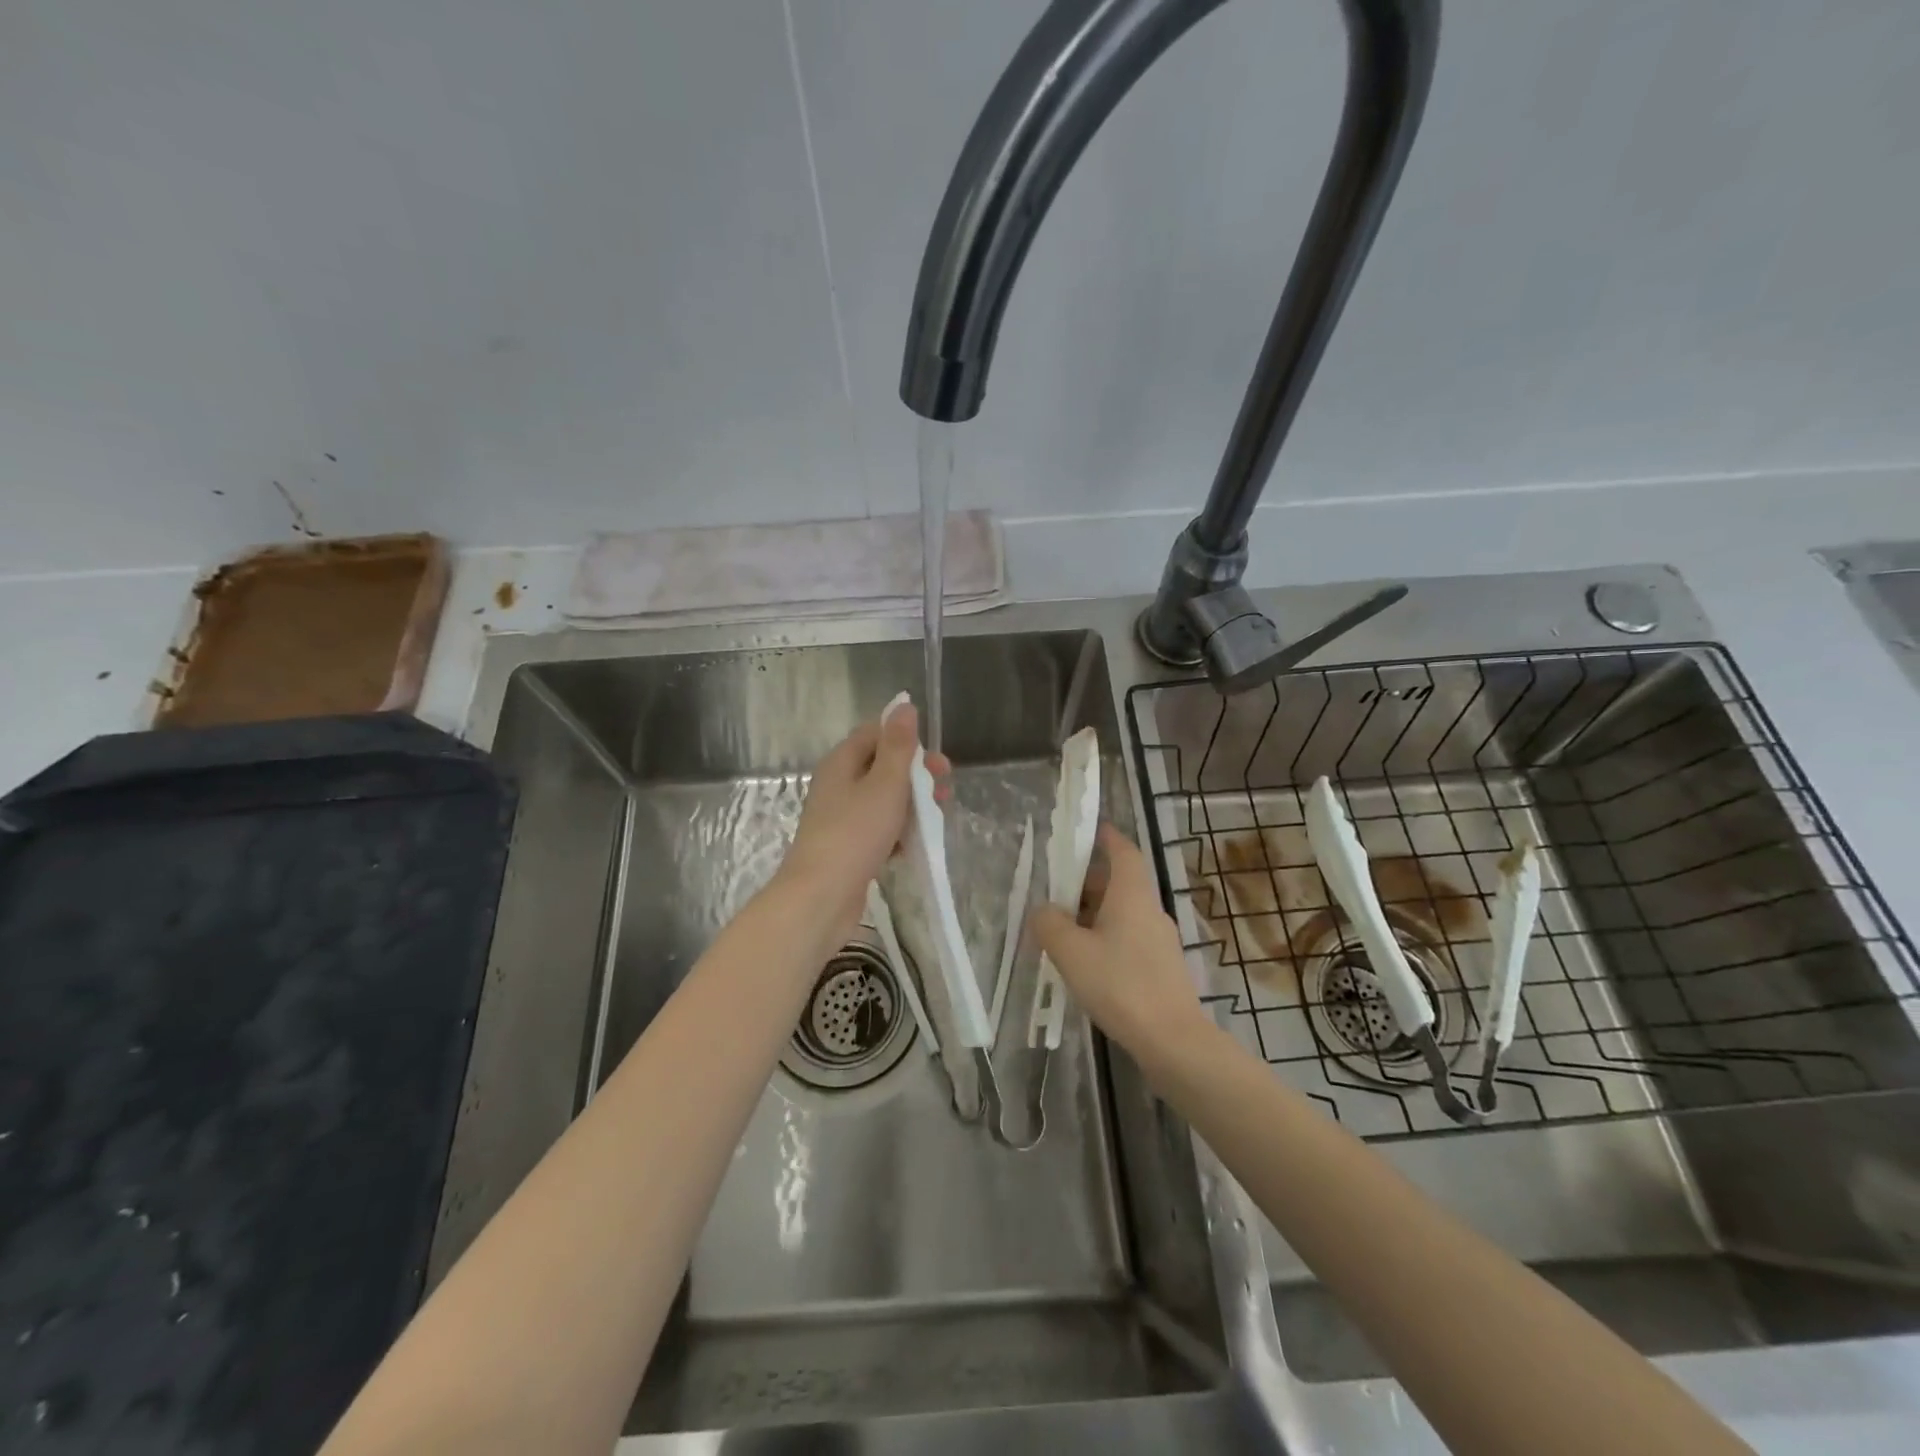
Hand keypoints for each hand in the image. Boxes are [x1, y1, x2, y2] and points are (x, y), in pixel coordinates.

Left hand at [780, 703, 949, 941]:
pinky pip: (877, 829)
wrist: (821, 897)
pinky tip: (913, 847)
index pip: (875, 733)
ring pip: (882, 800)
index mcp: (842, 762)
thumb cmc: (855, 834)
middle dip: (916, 776)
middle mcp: (838, 784)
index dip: (906, 740)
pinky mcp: (846, 846)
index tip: (934, 761)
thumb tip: (904, 705)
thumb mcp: (885, 784)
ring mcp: (840, 817)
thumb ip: (898, 746)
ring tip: (935, 820)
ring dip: (911, 805)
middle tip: (943, 792)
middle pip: (882, 767)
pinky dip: (897, 832)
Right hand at [1030, 824, 1209, 1060]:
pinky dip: (1105, 938)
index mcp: (1132, 894)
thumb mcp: (1071, 952)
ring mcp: (1160, 940)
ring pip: (1122, 913)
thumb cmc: (1120, 984)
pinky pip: (1128, 938)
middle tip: (1055, 893)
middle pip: (1119, 883)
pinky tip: (1086, 964)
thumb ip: (1049, 924)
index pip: (1123, 851)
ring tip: (1063, 932)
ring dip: (1094, 914)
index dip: (1106, 838)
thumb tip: (1043, 910)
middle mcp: (1150, 910)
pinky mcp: (1161, 968)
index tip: (1086, 832)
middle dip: (1087, 883)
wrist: (1172, 1040)